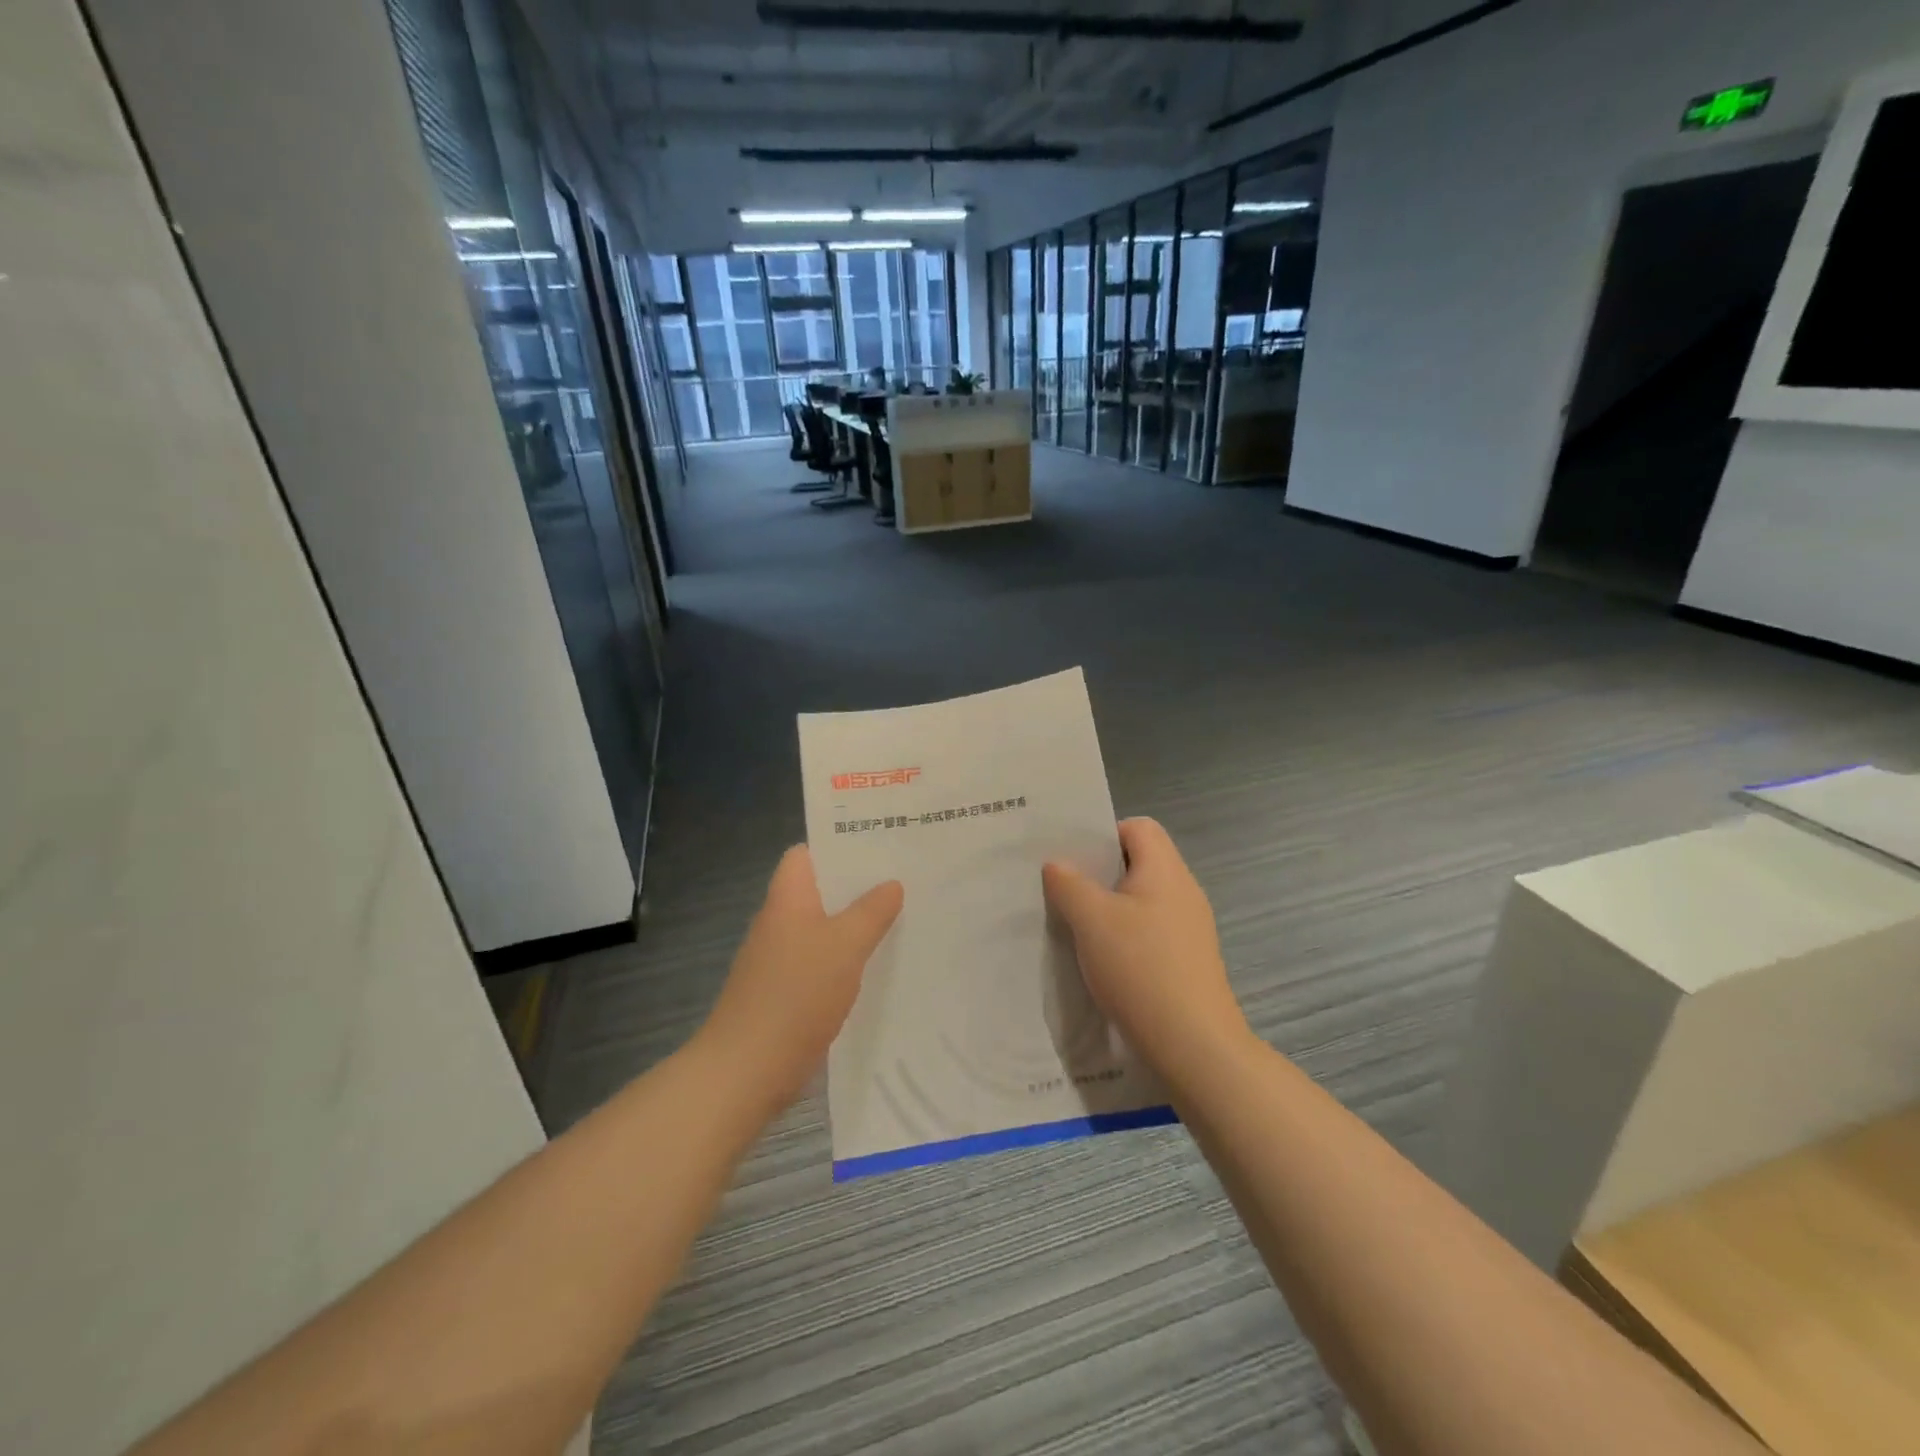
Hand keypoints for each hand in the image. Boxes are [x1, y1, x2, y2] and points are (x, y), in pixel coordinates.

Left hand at [698, 845, 902, 1115]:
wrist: (747, 1069)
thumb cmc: (796, 994)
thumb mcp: (845, 945)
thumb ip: (871, 911)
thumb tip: (892, 884)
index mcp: (788, 898)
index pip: (806, 853)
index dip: (838, 845)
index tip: (880, 846)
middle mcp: (780, 921)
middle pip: (821, 890)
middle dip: (859, 885)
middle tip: (906, 880)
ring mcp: (780, 958)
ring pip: (825, 927)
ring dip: (856, 924)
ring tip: (903, 917)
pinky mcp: (786, 991)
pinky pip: (823, 961)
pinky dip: (847, 959)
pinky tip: (879, 966)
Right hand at [1042, 818, 1250, 1081]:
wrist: (1194, 1045)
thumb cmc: (1141, 968)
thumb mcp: (1092, 920)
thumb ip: (1069, 884)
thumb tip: (1057, 864)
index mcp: (1166, 870)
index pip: (1139, 827)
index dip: (1104, 835)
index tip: (1074, 861)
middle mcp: (1184, 891)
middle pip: (1139, 863)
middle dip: (1099, 875)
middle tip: (1063, 892)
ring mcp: (1190, 929)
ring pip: (1141, 901)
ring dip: (1109, 910)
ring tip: (1076, 929)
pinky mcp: (1188, 961)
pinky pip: (1150, 932)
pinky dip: (1125, 938)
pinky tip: (1103, 963)